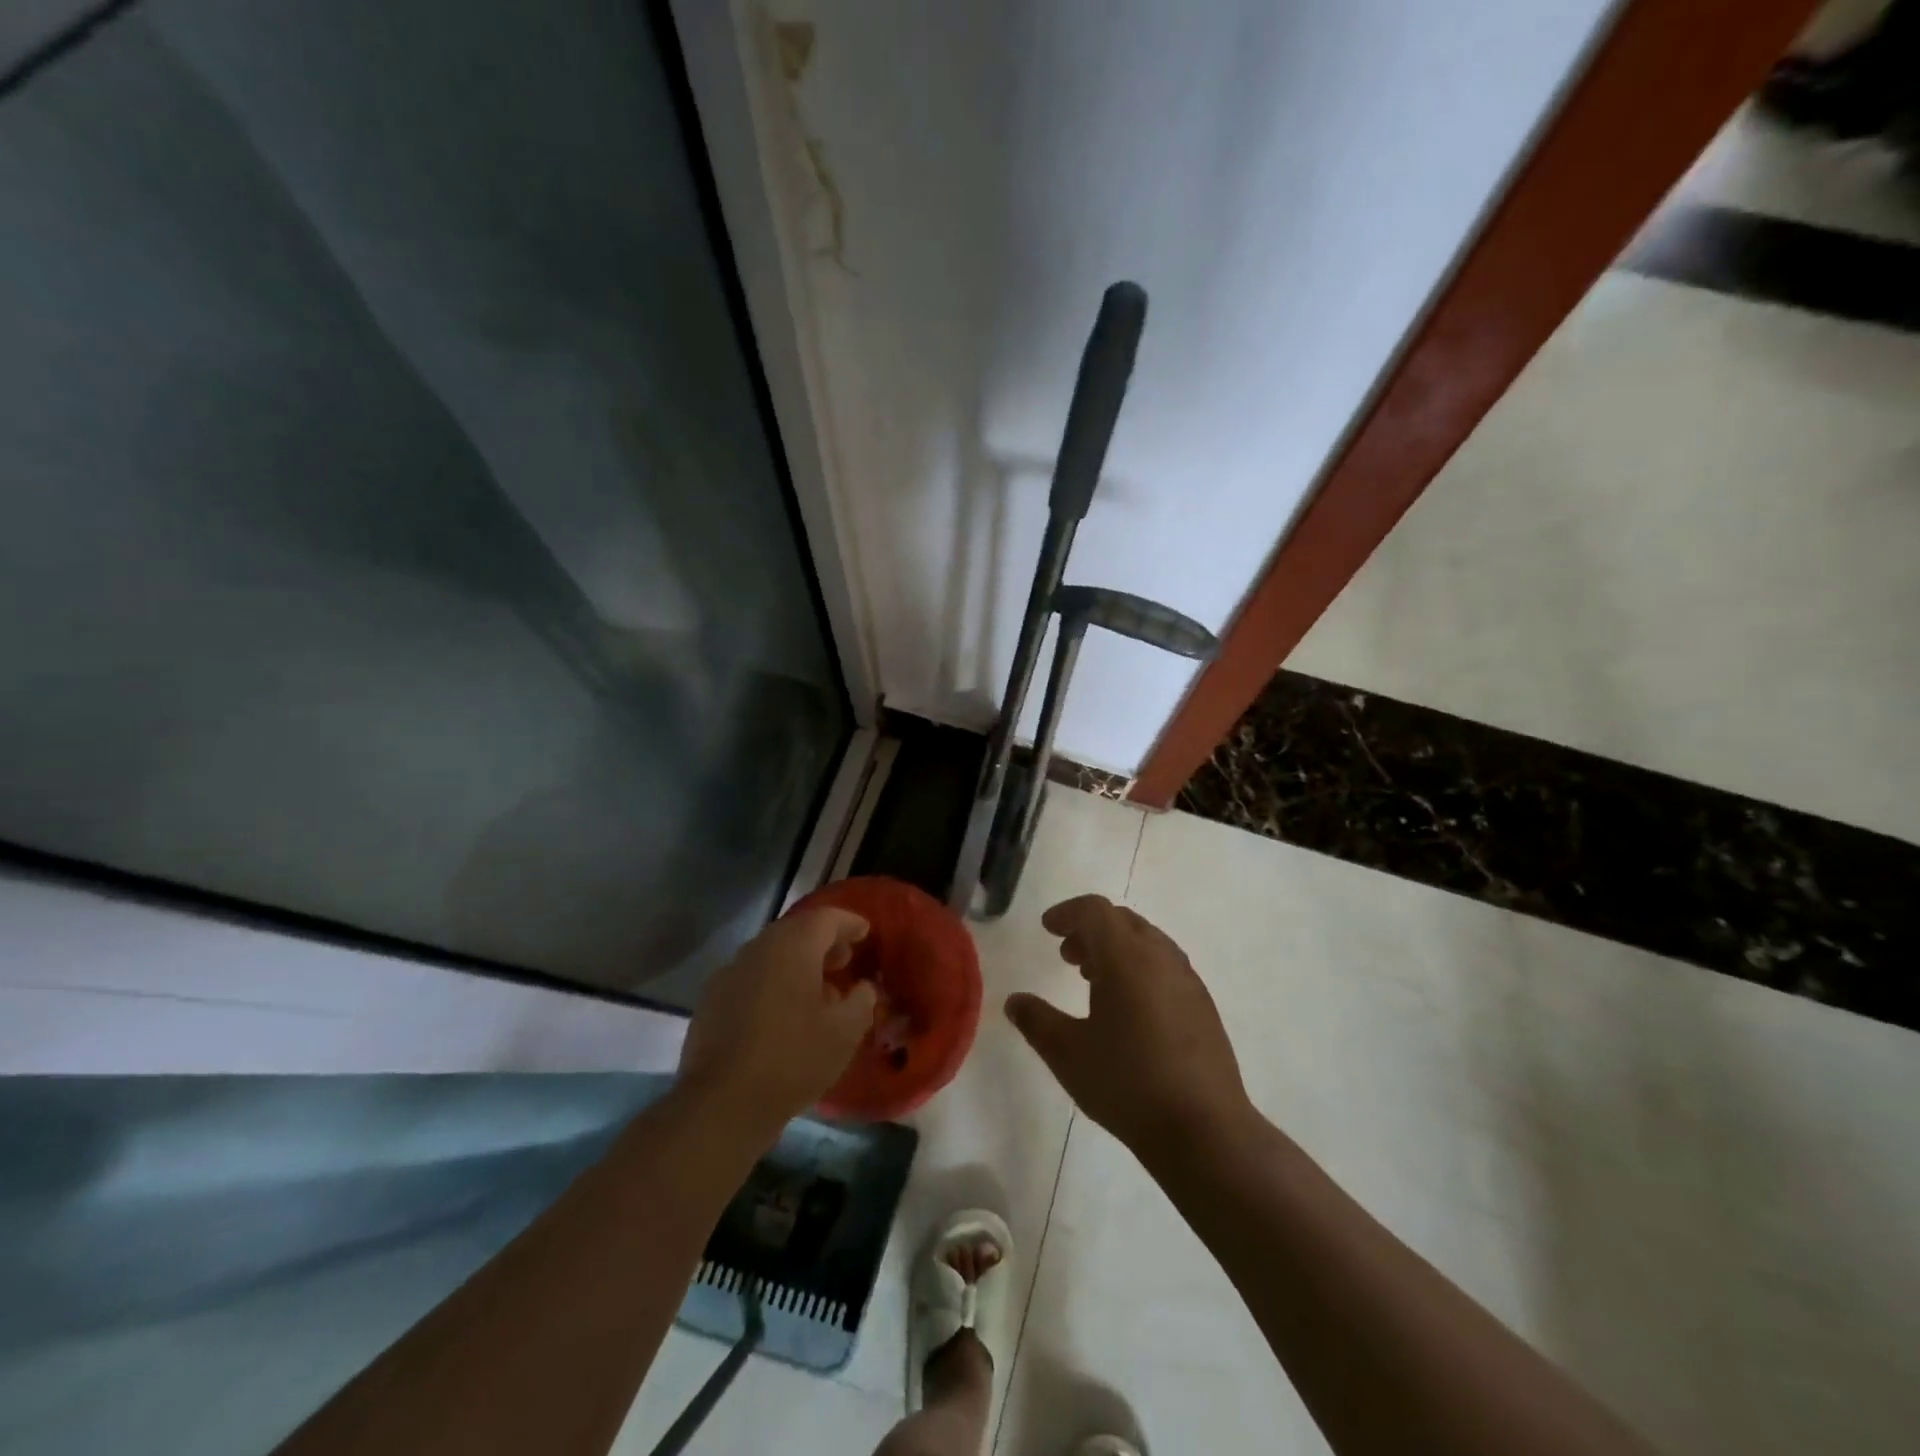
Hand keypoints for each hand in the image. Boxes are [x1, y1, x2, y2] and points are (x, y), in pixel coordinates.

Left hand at [679, 908, 877, 1137]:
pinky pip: (751, 977)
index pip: (827, 918)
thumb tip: (863, 987)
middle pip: (796, 931)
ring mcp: (730, 972)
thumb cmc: (793, 1059)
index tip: (865, 933)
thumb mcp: (845, 1032)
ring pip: (771, 954)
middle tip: (844, 960)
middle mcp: (759, 948)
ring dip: (797, 963)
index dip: (849, 923)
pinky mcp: (712, 999)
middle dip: (823, 942)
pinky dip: (773, 982)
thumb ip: (862, 1001)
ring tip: (817, 989)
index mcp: (793, 945)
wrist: (722, 1103)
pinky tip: (783, 1012)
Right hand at [1006, 895, 1252, 1160]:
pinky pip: (1165, 965)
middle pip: (1122, 921)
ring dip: (1117, 948)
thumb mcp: (1068, 1054)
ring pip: (1147, 942)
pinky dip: (1140, 967)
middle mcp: (1160, 956)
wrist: (1204, 1129)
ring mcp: (1187, 979)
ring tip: (1093, 980)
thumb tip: (1015, 1001)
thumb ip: (1036, 1021)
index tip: (1047, 928)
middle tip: (1067, 955)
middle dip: (1091, 929)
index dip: (1068, 913)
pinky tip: (1129, 1008)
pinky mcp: (1203, 1005)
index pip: (1095, 911)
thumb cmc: (1127, 1083)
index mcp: (1126, 957)